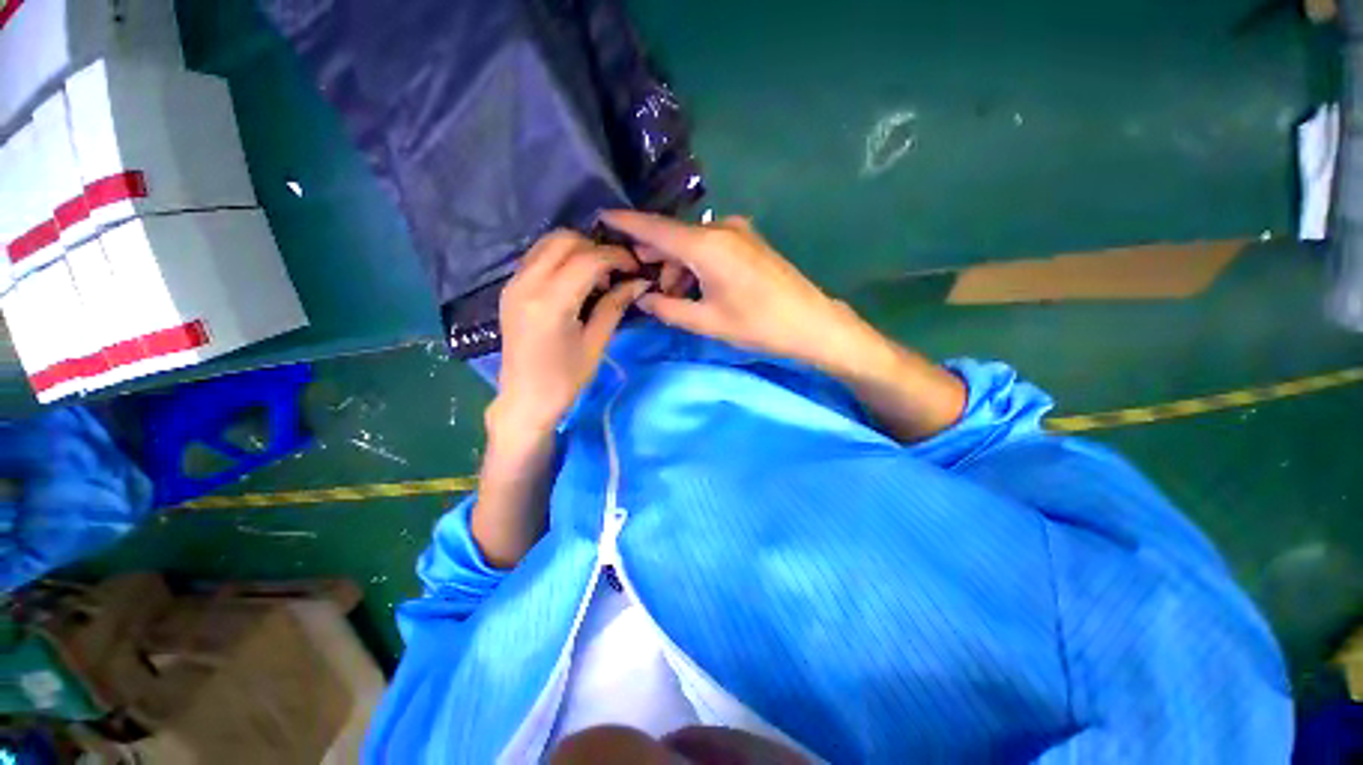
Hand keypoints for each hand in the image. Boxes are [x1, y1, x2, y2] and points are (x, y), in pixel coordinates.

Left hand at [492, 230, 647, 437]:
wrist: (525, 399)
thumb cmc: (565, 379)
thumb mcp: (596, 343)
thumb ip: (614, 306)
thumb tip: (639, 282)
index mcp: (551, 302)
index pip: (588, 259)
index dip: (617, 257)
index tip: (635, 268)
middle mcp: (527, 283)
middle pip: (565, 240)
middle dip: (596, 248)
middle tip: (615, 272)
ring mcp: (514, 283)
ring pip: (548, 242)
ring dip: (577, 250)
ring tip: (596, 276)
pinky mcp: (510, 288)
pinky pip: (537, 256)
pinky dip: (560, 258)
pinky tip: (575, 281)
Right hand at [601, 210, 876, 371]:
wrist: (811, 323)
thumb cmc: (757, 325)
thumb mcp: (706, 322)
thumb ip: (667, 308)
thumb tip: (642, 297)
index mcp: (706, 246)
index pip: (655, 228)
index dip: (626, 222)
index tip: (601, 216)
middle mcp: (720, 229)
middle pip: (673, 236)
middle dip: (654, 258)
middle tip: (641, 282)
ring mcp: (738, 232)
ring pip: (692, 243)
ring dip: (676, 266)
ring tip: (673, 297)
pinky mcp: (749, 241)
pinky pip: (710, 246)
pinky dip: (696, 264)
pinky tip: (696, 288)